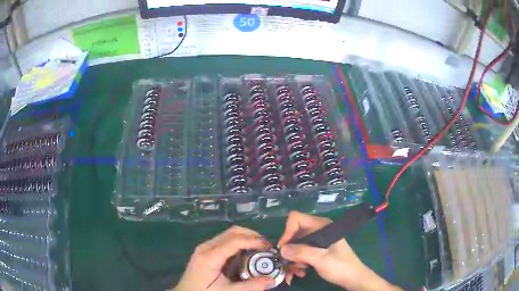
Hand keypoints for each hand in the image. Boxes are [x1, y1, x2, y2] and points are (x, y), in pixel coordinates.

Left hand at [176, 226, 274, 290]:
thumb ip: (250, 286)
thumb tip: (272, 280)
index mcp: (210, 256)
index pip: (235, 240)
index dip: (253, 240)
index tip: (269, 246)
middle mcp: (206, 247)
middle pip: (232, 232)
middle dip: (251, 235)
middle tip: (266, 245)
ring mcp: (204, 247)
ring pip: (228, 234)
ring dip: (245, 237)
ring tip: (259, 248)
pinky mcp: (204, 251)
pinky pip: (223, 240)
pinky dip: (237, 242)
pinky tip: (245, 252)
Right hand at [277, 211, 401, 290]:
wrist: (353, 278)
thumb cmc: (341, 267)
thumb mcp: (321, 260)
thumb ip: (302, 253)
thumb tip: (282, 249)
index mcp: (322, 226)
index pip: (296, 219)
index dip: (287, 232)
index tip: (284, 249)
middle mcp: (318, 230)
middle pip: (294, 234)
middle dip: (289, 250)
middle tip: (287, 265)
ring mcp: (318, 241)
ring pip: (296, 246)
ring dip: (293, 259)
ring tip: (296, 273)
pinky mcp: (317, 250)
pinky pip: (301, 253)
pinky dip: (298, 262)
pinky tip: (300, 273)